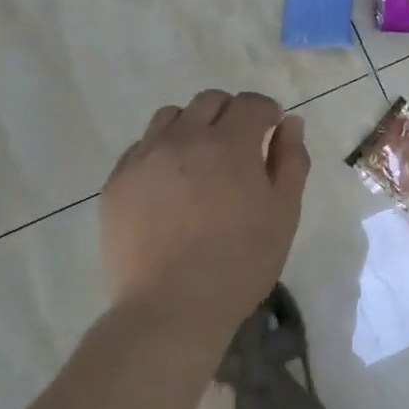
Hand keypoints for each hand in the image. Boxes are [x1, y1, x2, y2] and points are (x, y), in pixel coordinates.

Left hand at [101, 90, 311, 328]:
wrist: (171, 307)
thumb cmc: (240, 263)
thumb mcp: (283, 214)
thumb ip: (290, 161)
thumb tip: (289, 122)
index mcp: (229, 144)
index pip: (252, 103)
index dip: (266, 113)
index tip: (270, 133)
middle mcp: (183, 138)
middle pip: (209, 101)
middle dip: (230, 114)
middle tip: (238, 148)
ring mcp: (144, 158)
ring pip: (170, 117)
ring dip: (192, 126)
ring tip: (198, 162)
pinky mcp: (117, 182)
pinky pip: (140, 147)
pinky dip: (160, 152)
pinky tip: (168, 186)